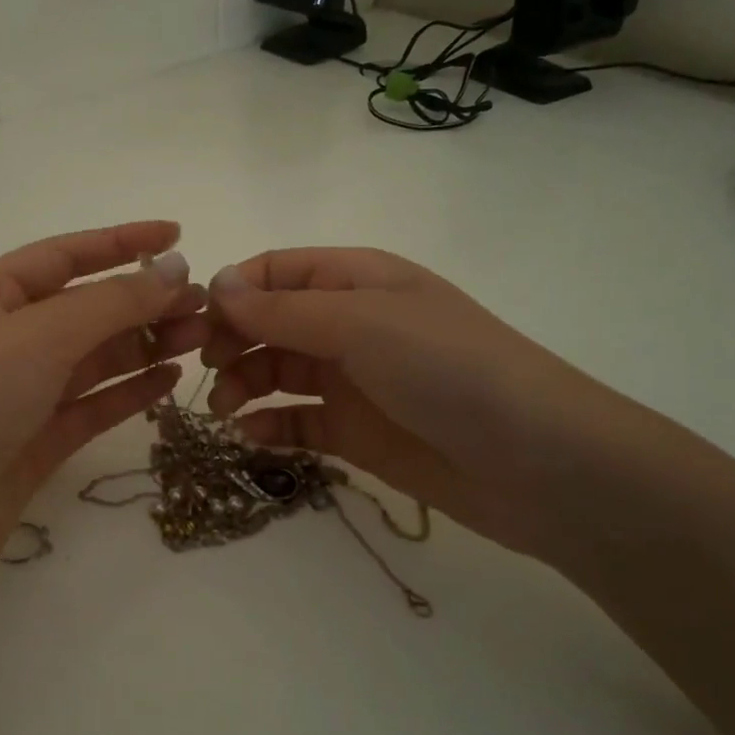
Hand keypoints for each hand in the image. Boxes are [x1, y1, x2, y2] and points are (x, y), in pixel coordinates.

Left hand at [0, 221, 206, 587]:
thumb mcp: (40, 336)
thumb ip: (112, 303)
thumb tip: (175, 270)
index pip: (66, 256)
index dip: (121, 242)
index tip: (176, 236)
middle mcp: (7, 339)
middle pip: (87, 309)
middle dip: (144, 301)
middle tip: (206, 304)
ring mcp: (22, 393)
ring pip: (95, 358)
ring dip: (146, 344)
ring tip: (201, 339)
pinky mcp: (37, 441)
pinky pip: (93, 405)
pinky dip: (131, 391)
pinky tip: (171, 380)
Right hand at [200, 248, 645, 563]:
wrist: (536, 463)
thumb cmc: (447, 369)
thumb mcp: (361, 323)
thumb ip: (283, 309)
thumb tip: (216, 283)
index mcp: (356, 279)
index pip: (275, 271)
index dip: (233, 292)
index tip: (198, 325)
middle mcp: (350, 324)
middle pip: (269, 323)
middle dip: (232, 342)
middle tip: (208, 372)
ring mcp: (352, 380)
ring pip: (277, 373)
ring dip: (242, 386)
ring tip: (223, 411)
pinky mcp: (355, 432)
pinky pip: (297, 422)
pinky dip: (268, 426)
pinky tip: (249, 438)